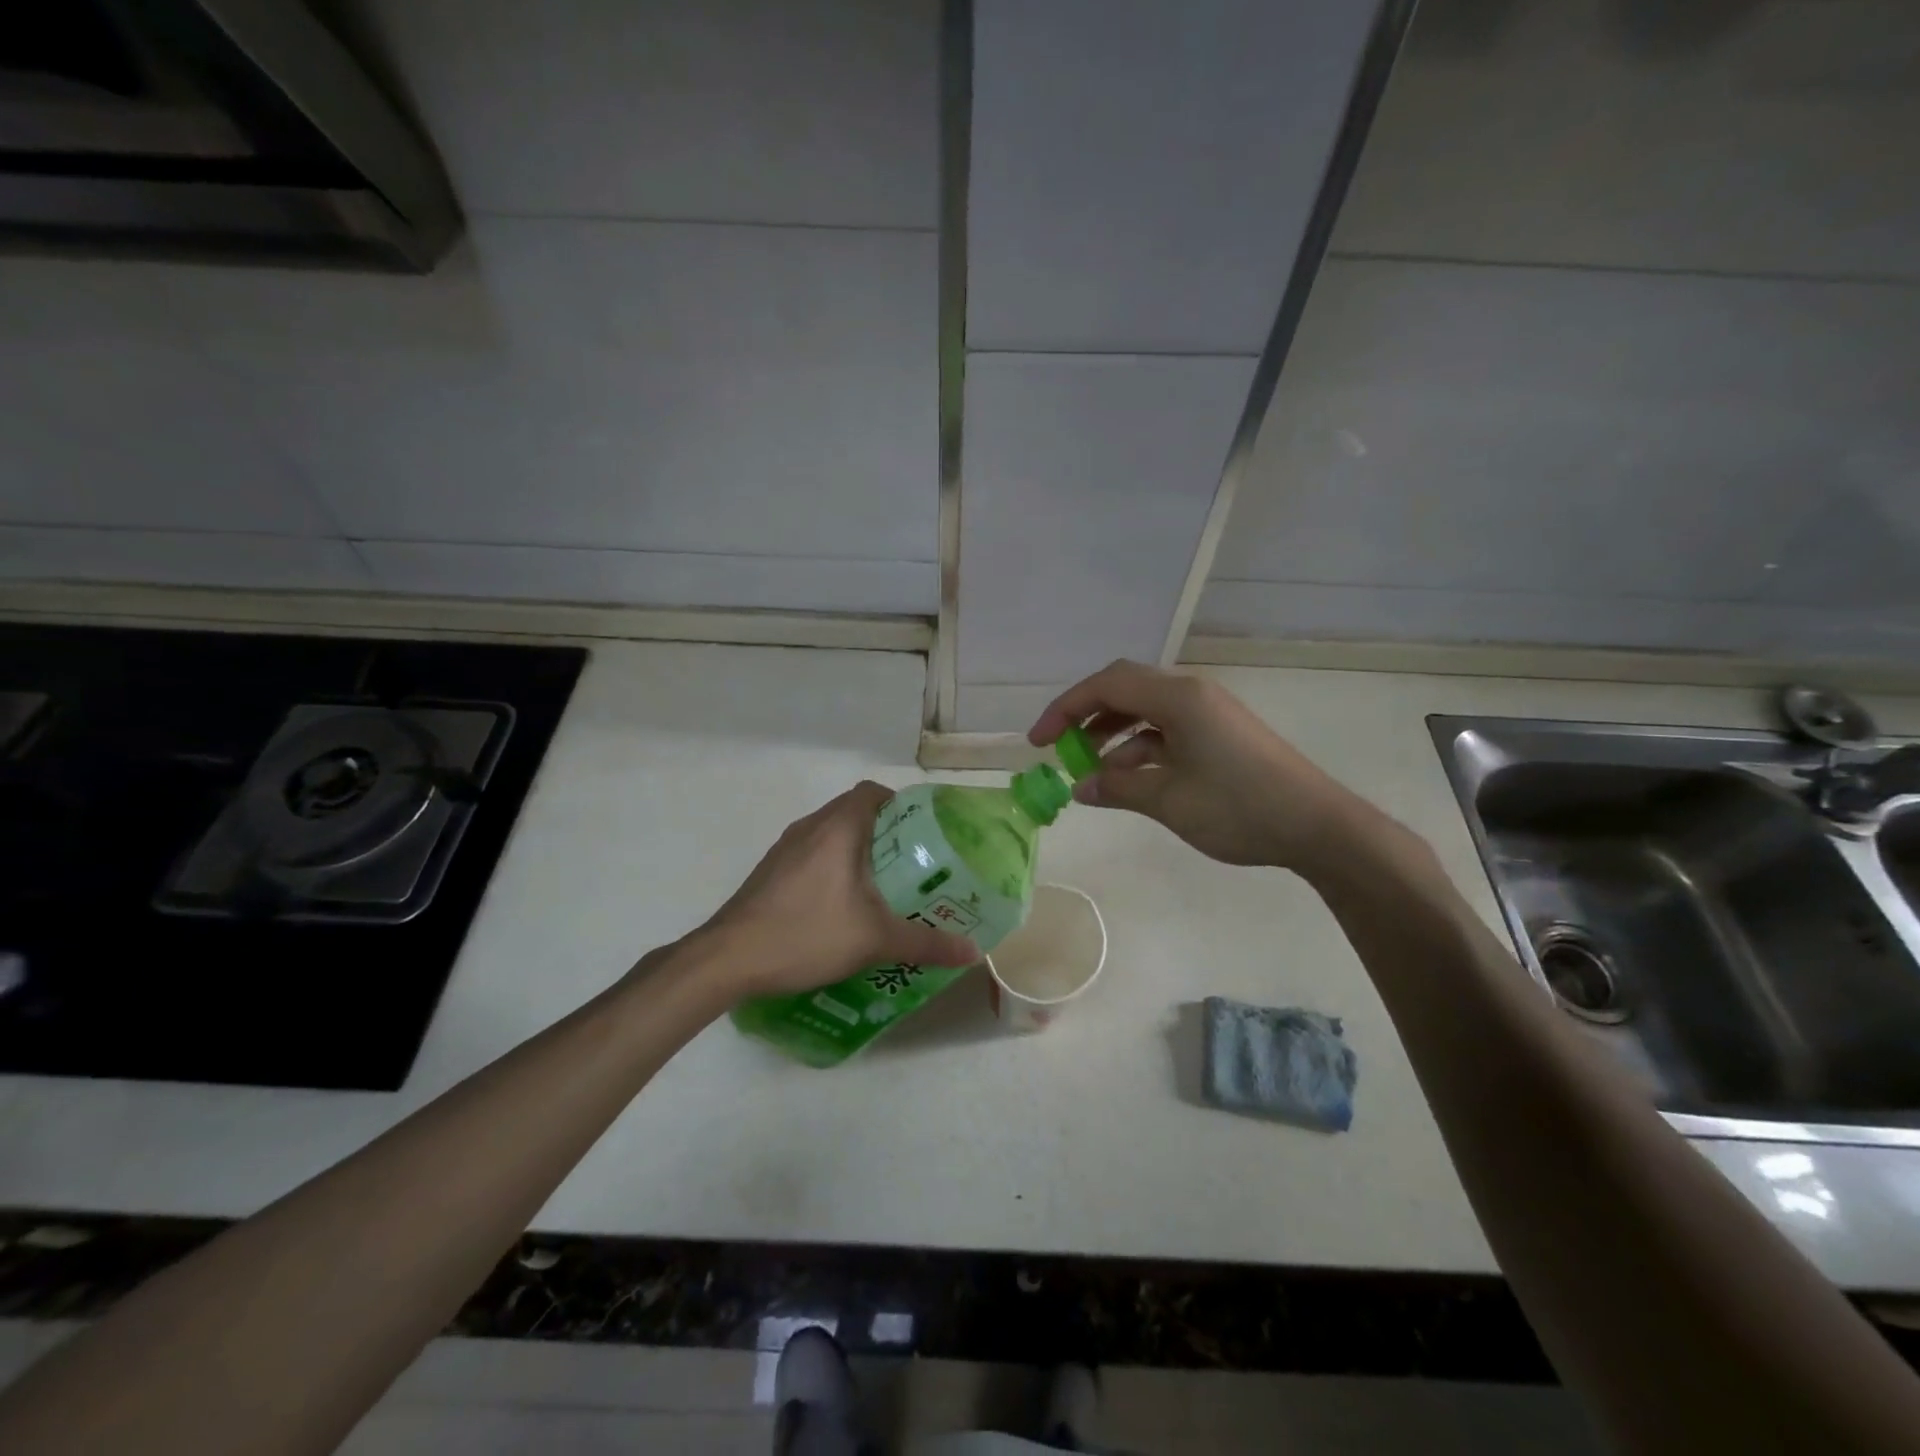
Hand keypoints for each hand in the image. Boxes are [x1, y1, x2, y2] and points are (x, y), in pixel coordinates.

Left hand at [697, 781, 980, 999]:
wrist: (727, 959)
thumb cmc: (806, 934)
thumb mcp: (874, 940)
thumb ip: (926, 943)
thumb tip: (973, 952)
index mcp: (837, 828)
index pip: (873, 792)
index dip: (901, 804)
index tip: (923, 833)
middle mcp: (810, 828)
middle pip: (854, 812)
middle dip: (886, 833)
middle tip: (913, 865)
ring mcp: (784, 849)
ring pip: (831, 835)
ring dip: (857, 851)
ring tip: (884, 886)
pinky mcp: (770, 872)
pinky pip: (812, 855)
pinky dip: (832, 867)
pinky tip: (842, 906)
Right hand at [1030, 660, 1363, 871]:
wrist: (1318, 826)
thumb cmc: (1239, 807)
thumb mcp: (1169, 800)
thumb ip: (1118, 789)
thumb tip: (1079, 788)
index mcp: (1178, 698)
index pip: (1106, 685)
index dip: (1065, 708)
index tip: (1038, 742)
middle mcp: (1191, 694)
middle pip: (1124, 689)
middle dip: (1086, 716)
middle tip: (1060, 749)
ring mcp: (1208, 713)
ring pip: (1145, 711)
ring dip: (1112, 735)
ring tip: (1091, 771)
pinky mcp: (1220, 734)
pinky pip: (1167, 730)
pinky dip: (1141, 748)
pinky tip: (1129, 780)